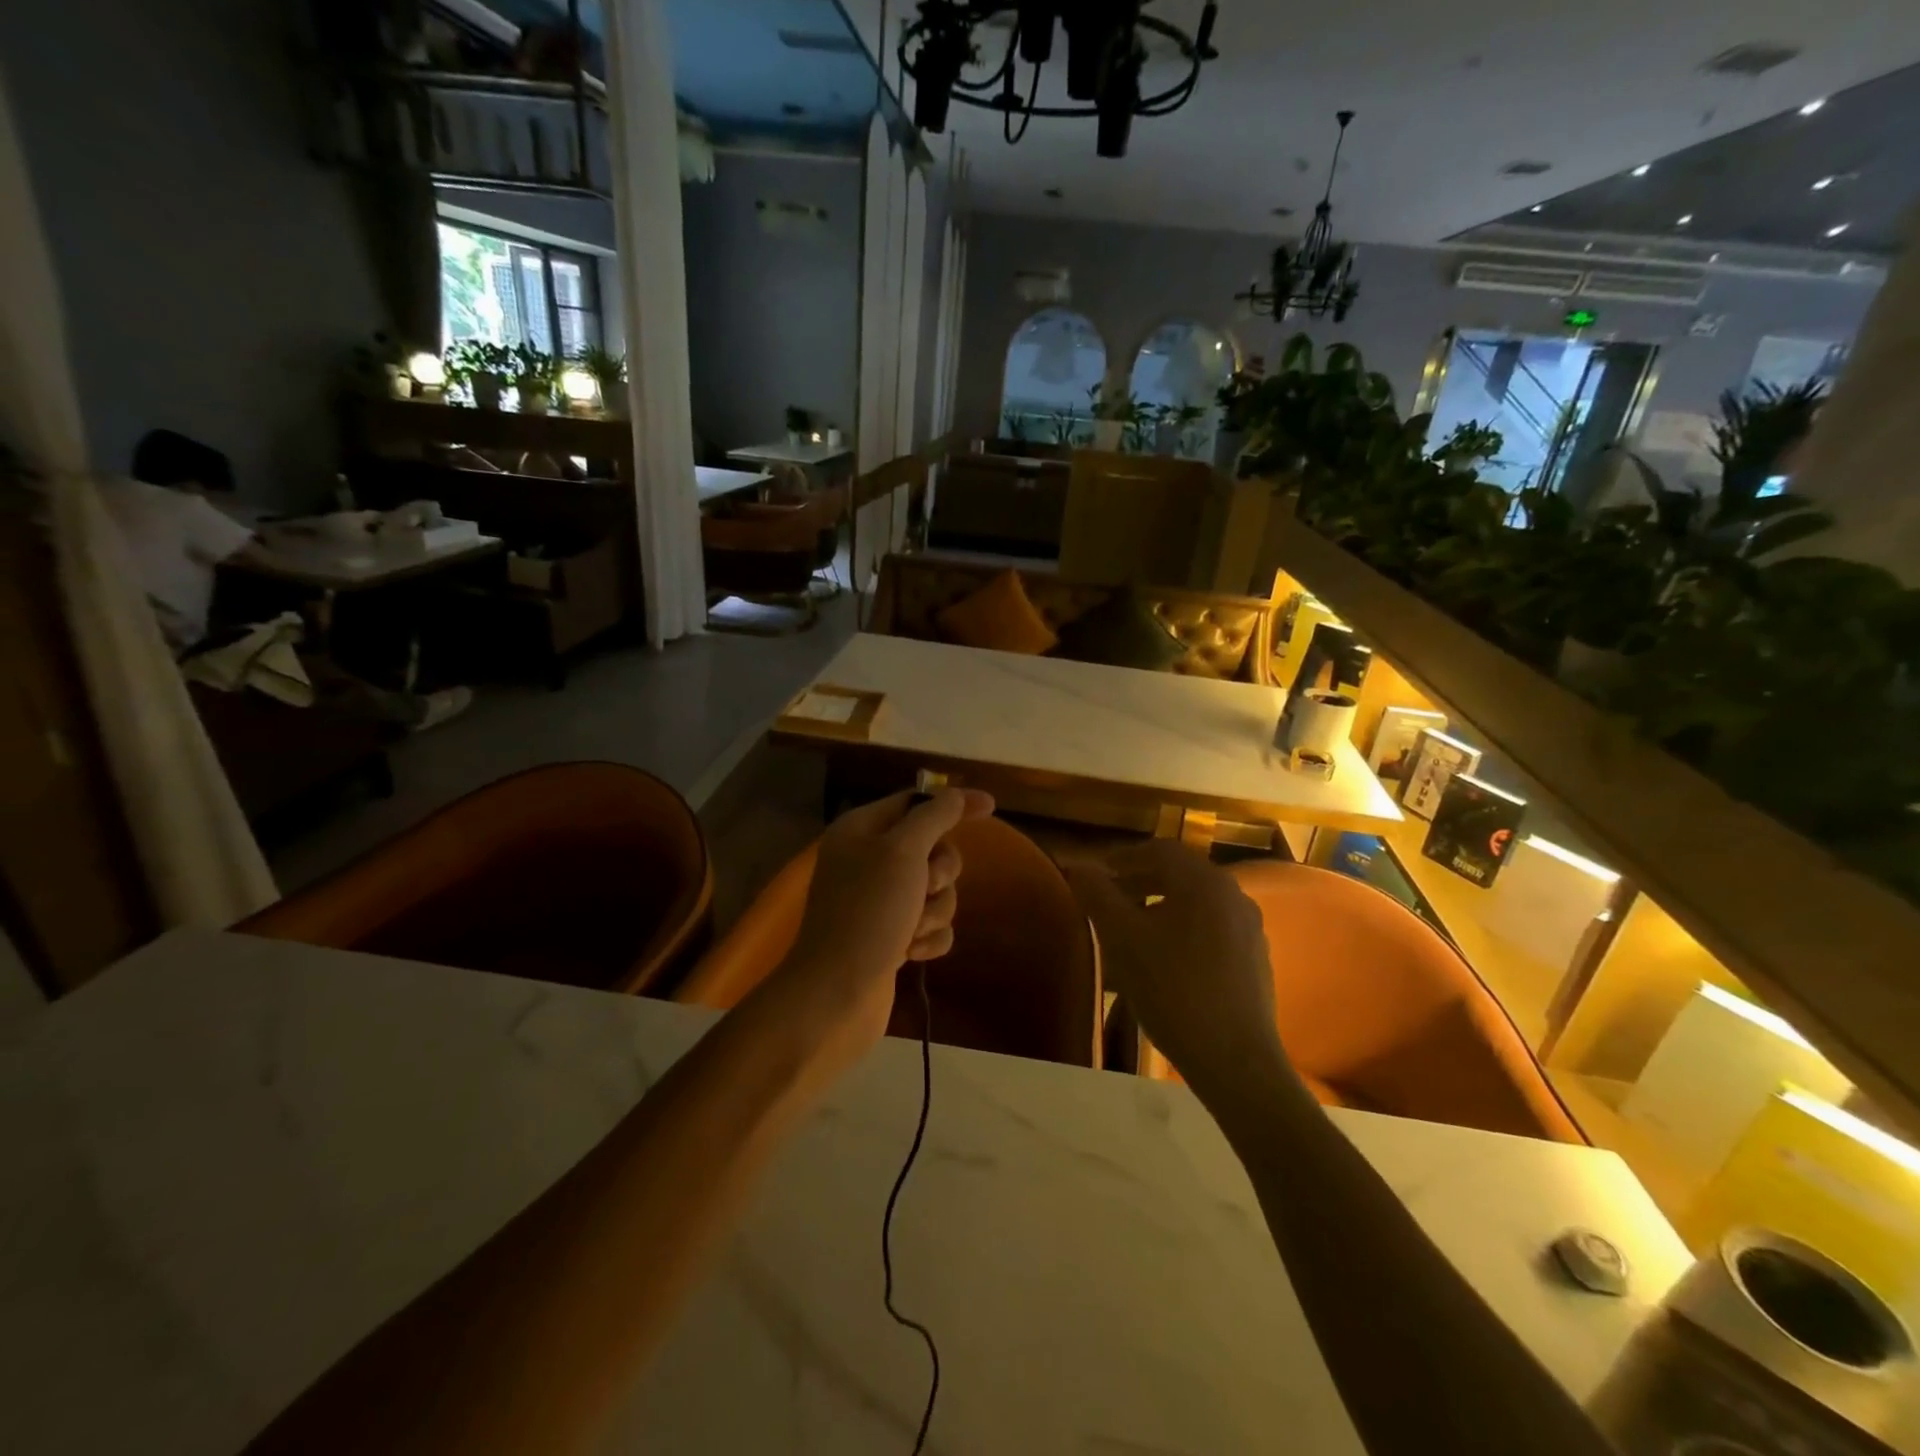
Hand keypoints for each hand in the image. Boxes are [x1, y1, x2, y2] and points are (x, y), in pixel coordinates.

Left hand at [768, 788, 995, 1054]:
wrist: (836, 994)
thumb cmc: (868, 913)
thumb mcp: (903, 851)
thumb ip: (934, 816)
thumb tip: (957, 794)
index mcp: (861, 830)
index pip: (915, 801)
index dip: (952, 803)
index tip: (991, 808)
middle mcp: (868, 860)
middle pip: (932, 848)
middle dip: (940, 871)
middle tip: (925, 886)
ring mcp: (879, 902)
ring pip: (935, 890)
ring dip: (935, 909)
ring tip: (912, 929)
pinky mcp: (890, 937)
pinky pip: (930, 925)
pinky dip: (929, 937)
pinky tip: (912, 953)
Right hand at [1064, 842, 1287, 1101]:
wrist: (1235, 1060)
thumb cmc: (1172, 989)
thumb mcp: (1122, 938)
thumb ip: (1098, 895)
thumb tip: (1078, 865)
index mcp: (1204, 881)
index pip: (1159, 850)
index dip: (1122, 858)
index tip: (1096, 877)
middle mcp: (1233, 894)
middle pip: (1180, 874)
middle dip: (1140, 881)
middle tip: (1109, 902)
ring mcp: (1249, 928)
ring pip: (1196, 902)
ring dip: (1160, 906)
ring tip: (1132, 931)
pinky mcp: (1255, 959)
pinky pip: (1212, 928)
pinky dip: (1182, 929)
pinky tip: (1165, 960)